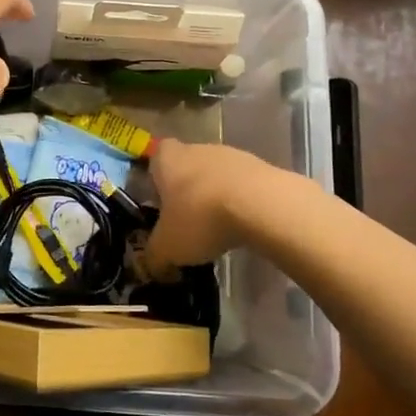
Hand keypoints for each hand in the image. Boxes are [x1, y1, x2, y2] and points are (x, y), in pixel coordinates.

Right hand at [143, 141, 262, 276]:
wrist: (263, 206)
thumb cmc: (200, 217)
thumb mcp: (167, 247)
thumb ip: (154, 257)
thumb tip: (152, 267)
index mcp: (166, 159)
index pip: (154, 159)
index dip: (155, 180)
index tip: (158, 205)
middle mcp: (196, 148)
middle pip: (186, 168)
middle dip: (186, 193)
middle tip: (186, 223)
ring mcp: (232, 155)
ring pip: (216, 176)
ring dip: (215, 197)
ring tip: (218, 229)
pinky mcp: (262, 168)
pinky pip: (243, 186)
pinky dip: (241, 203)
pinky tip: (244, 226)